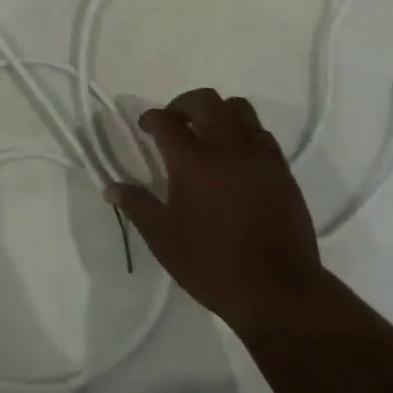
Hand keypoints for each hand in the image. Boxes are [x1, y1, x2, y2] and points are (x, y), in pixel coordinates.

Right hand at [110, 89, 333, 336]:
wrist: (279, 291)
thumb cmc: (213, 265)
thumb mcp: (164, 239)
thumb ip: (138, 206)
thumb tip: (111, 188)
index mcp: (193, 161)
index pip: (167, 121)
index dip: (152, 118)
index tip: (145, 127)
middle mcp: (227, 147)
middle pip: (206, 101)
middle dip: (184, 104)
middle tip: (174, 122)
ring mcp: (259, 155)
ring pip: (239, 109)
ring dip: (218, 111)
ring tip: (206, 133)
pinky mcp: (281, 168)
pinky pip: (260, 132)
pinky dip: (243, 131)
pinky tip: (234, 156)